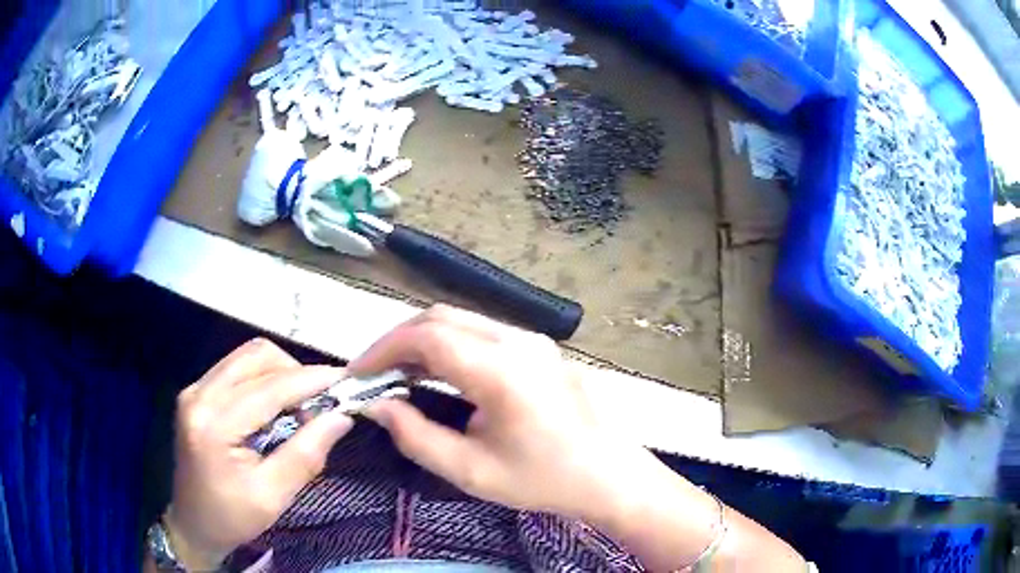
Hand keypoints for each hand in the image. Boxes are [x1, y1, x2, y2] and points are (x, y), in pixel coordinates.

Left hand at [167, 339, 353, 569]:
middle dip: (296, 372)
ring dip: (281, 373)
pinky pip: (237, 368)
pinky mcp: (197, 392)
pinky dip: (265, 379)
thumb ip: (305, 455)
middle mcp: (199, 394)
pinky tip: (277, 406)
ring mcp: (195, 389)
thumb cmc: (232, 518)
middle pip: (256, 356)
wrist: (193, 523)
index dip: (311, 380)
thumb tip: (340, 418)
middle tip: (321, 403)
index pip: (269, 387)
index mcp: (213, 424)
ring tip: (301, 406)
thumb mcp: (273, 497)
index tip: (347, 382)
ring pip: (248, 357)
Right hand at [352, 305, 646, 520]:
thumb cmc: (545, 480)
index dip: (383, 350)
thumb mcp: (471, 471)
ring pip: (461, 320)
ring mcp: (531, 340)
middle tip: (373, 374)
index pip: (426, 337)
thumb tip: (378, 406)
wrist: (611, 475)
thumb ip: (416, 436)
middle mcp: (516, 341)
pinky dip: (448, 345)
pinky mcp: (538, 347)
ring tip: (397, 374)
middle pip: (440, 317)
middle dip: (398, 340)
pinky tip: (436, 373)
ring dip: (422, 340)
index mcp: (501, 370)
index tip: (358, 375)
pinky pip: (481, 332)